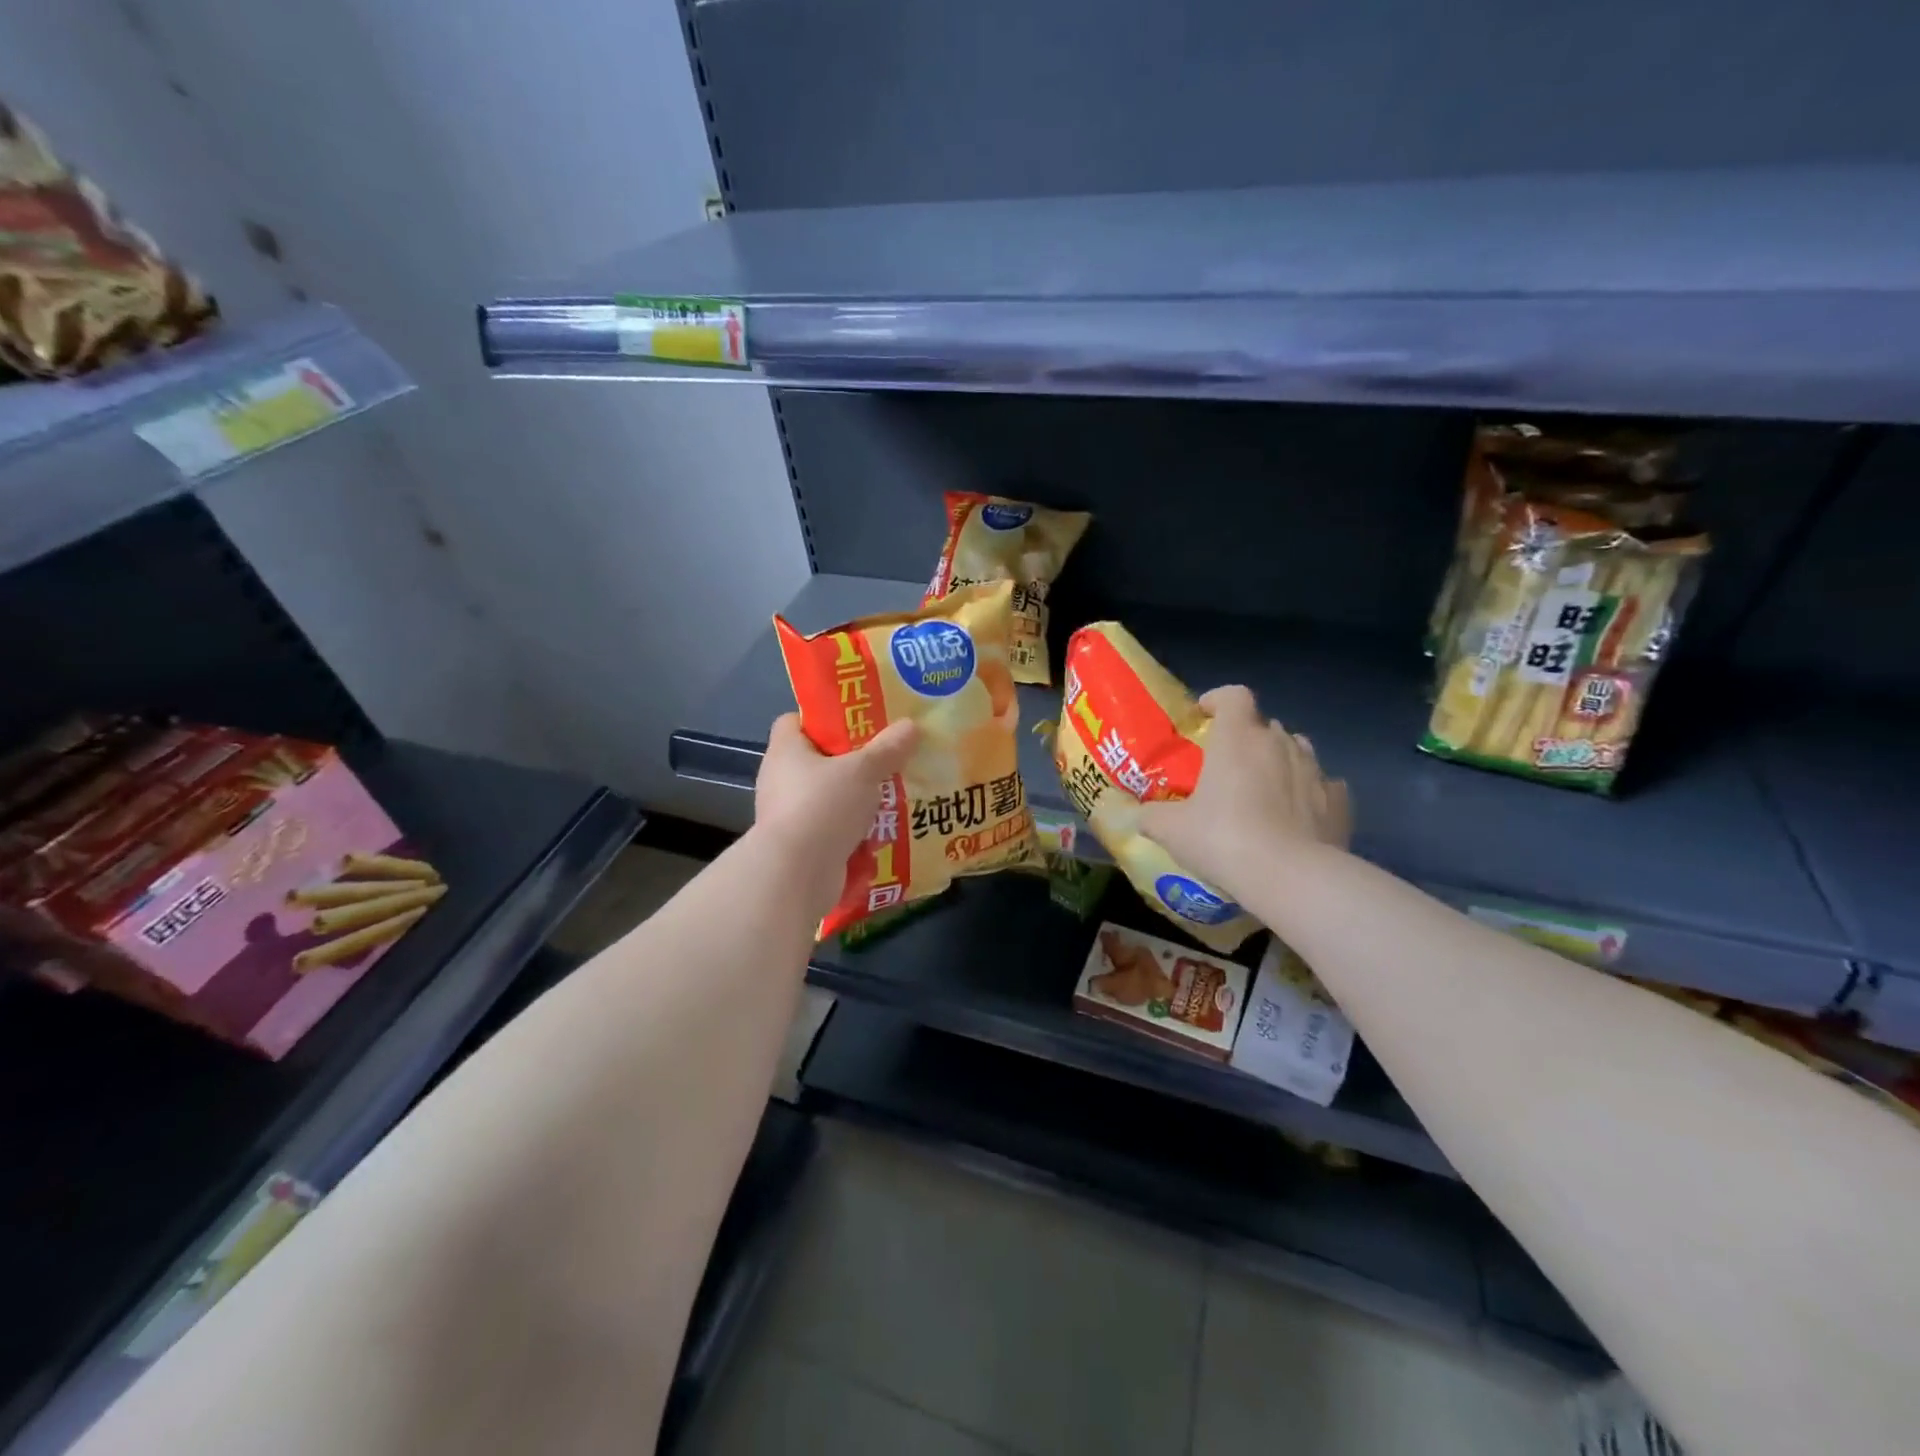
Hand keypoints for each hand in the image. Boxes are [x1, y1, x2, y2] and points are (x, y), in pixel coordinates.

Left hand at [754, 714, 918, 912]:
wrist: (797, 875)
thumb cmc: (823, 807)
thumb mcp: (863, 771)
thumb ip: (887, 749)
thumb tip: (911, 725)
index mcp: (786, 750)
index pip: (795, 721)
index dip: (823, 719)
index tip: (856, 724)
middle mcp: (780, 779)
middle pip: (817, 760)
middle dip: (851, 761)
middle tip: (886, 757)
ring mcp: (788, 814)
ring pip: (828, 796)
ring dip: (855, 797)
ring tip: (892, 793)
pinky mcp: (800, 844)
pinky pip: (831, 827)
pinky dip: (852, 828)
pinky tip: (881, 828)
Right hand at [1138, 685, 1351, 902]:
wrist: (1290, 877)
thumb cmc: (1223, 839)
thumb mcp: (1171, 830)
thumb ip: (1151, 816)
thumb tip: (1139, 815)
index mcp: (1238, 738)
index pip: (1233, 695)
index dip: (1218, 700)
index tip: (1205, 717)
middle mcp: (1279, 743)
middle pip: (1264, 725)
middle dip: (1246, 739)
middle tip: (1227, 768)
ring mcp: (1315, 770)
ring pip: (1296, 750)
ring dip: (1279, 762)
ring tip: (1263, 790)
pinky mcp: (1339, 801)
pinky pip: (1323, 785)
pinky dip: (1309, 793)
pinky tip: (1297, 817)